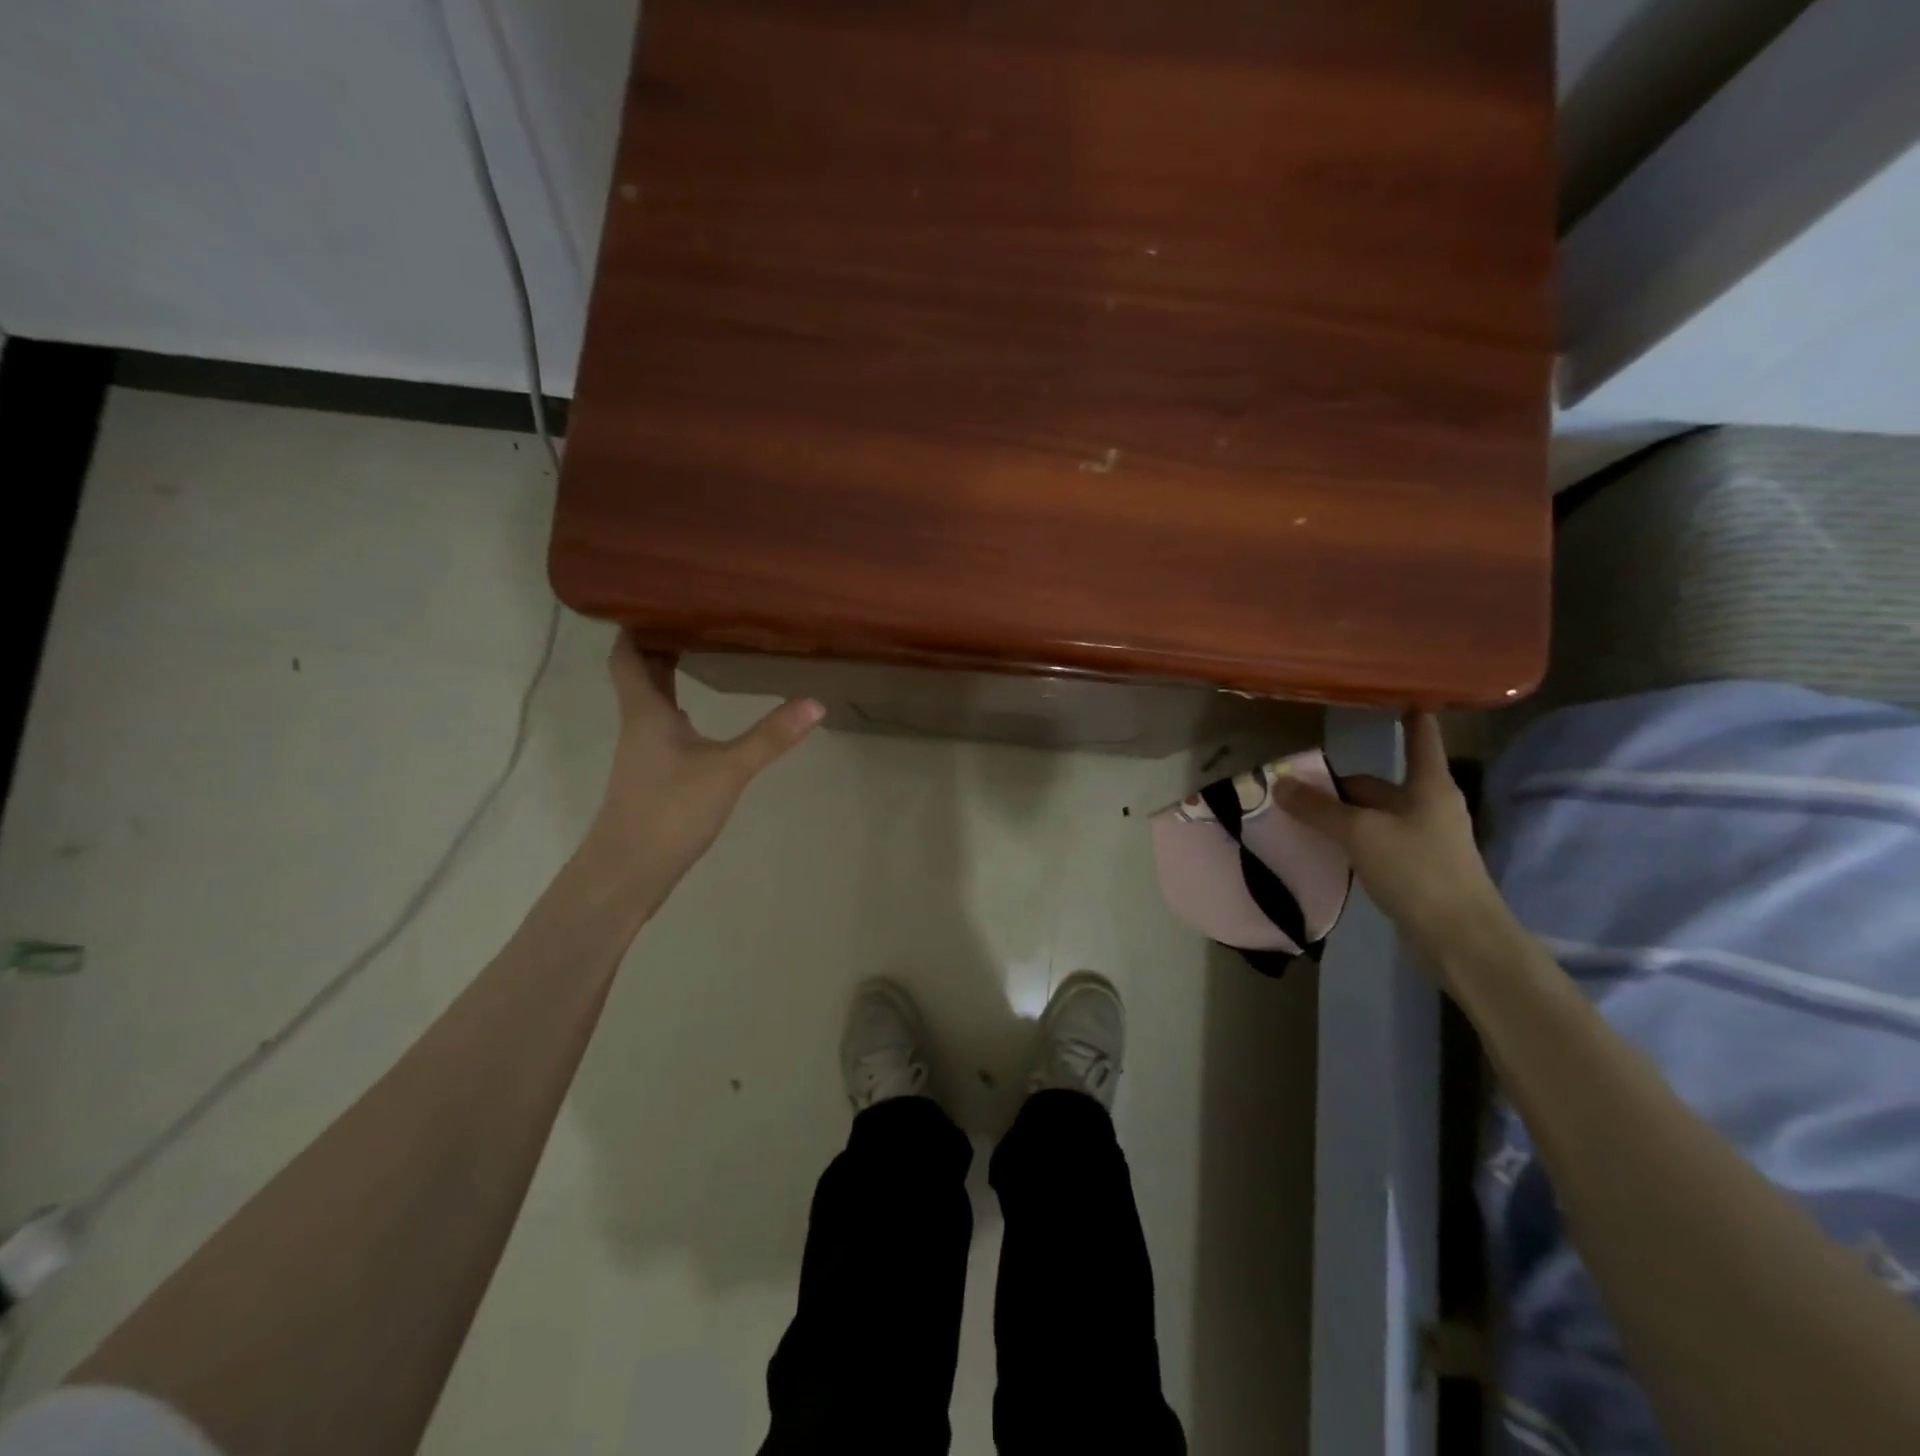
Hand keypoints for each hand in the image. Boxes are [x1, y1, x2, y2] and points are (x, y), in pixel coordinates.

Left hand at [586, 633, 824, 896]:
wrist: (628, 873)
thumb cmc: (668, 811)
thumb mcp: (726, 770)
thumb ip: (769, 737)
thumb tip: (815, 702)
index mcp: (646, 711)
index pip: (628, 656)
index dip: (633, 626)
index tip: (652, 598)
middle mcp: (639, 724)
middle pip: (640, 674)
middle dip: (659, 644)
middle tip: (695, 617)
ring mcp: (644, 753)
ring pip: (652, 702)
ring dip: (669, 676)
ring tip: (703, 653)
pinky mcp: (653, 776)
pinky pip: (663, 727)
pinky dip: (678, 710)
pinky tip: (701, 716)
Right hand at [1273, 711, 1506, 968]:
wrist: (1460, 936)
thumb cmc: (1416, 869)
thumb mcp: (1359, 833)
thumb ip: (1318, 809)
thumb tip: (1280, 784)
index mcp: (1428, 786)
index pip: (1419, 739)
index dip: (1411, 718)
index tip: (1403, 696)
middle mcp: (1430, 806)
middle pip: (1381, 784)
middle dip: (1342, 784)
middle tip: (1299, 785)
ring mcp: (1425, 838)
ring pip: (1375, 815)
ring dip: (1343, 814)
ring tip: (1302, 815)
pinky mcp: (1417, 868)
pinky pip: (1376, 841)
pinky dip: (1351, 839)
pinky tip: (1326, 848)